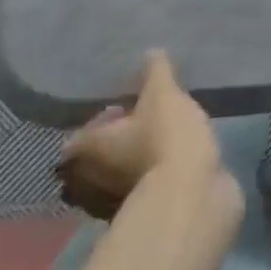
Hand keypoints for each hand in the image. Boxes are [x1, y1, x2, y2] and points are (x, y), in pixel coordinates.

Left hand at [56, 51, 222, 219]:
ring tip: (162, 141)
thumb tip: (151, 52)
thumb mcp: (164, 94)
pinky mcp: (136, 217)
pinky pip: (137, 190)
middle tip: (146, 122)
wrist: (190, 196)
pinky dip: (148, 179)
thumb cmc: (165, 138)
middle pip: (96, 156)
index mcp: (81, 150)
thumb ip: (156, 71)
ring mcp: (107, 206)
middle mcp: (84, 182)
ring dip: (132, 162)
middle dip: (117, 142)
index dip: (104, 118)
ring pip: (115, 176)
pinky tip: (173, 163)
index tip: (130, 107)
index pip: (80, 131)